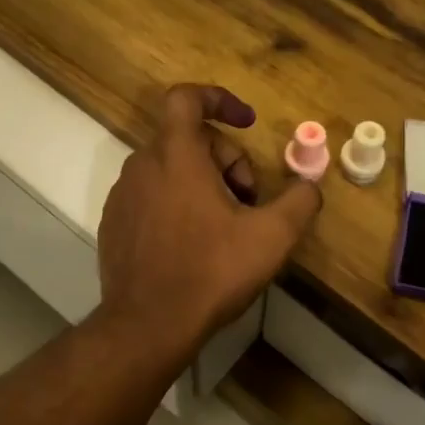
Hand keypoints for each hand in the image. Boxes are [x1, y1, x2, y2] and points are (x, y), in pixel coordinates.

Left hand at [96, 85, 322, 353]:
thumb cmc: (210, 272)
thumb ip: (300, 201)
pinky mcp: (114, 224)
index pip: (186, 98)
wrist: (147, 326)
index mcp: (176, 156)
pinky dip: (177, 204)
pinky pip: (151, 195)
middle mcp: (142, 166)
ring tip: (225, 227)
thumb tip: (310, 185)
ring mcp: (122, 196)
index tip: (247, 123)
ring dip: (203, 183)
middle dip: (226, 160)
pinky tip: (194, 245)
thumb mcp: (272, 237)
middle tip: (248, 201)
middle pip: (188, 139)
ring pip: (170, 168)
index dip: (220, 99)